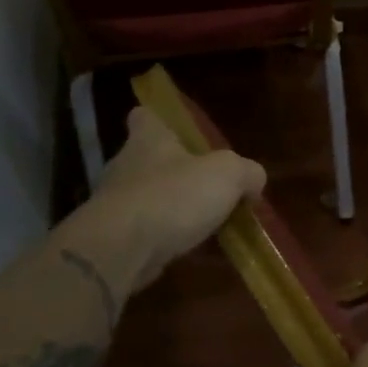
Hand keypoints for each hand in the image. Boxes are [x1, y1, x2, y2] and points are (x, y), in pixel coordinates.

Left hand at [66, 107, 265, 294]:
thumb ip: (247, 172)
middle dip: (174, 169)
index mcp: (149, 140)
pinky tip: (187, 247)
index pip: (146, 117)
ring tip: (204, 222)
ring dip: (170, 206)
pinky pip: (144, 229)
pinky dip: (162, 236)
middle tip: (207, 184)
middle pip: (148, 158)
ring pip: (146, 196)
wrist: (121, 250)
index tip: (179, 132)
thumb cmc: (174, 196)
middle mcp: (126, 165)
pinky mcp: (113, 237)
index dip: (161, 120)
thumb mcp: (228, 175)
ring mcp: (115, 203)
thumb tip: (254, 180)